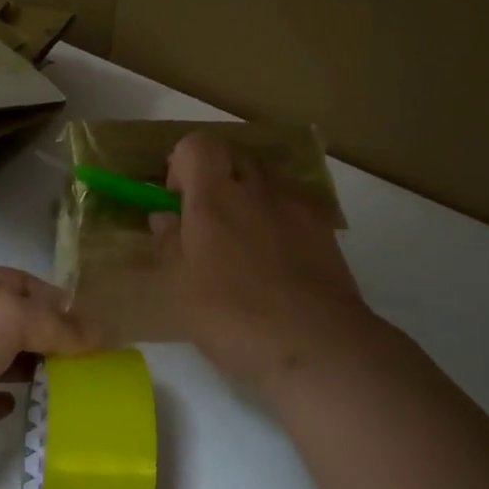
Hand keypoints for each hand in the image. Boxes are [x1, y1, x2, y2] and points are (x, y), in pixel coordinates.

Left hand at [0, 265, 93, 480]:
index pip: (17, 282)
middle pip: (6, 323)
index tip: (88, 323)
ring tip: (63, 384)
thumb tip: (98, 334)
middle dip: (43, 337)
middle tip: (84, 359)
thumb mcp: (13, 314)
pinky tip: (16, 407)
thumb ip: (57, 325)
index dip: (54, 299)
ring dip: (23, 369)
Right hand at [154, 131, 374, 397]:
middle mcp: (257, 188)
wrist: (317, 344)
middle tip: (207, 221)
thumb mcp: (182, 289)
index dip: (182, 164)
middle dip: (216, 178)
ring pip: (266, 179)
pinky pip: (294, 205)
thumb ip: (169, 246)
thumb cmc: (235, 317)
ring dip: (249, 196)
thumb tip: (164, 218)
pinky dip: (279, 217)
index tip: (178, 201)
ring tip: (243, 241)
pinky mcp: (324, 228)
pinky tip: (277, 257)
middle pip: (233, 156)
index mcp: (215, 197)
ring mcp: (295, 205)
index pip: (197, 145)